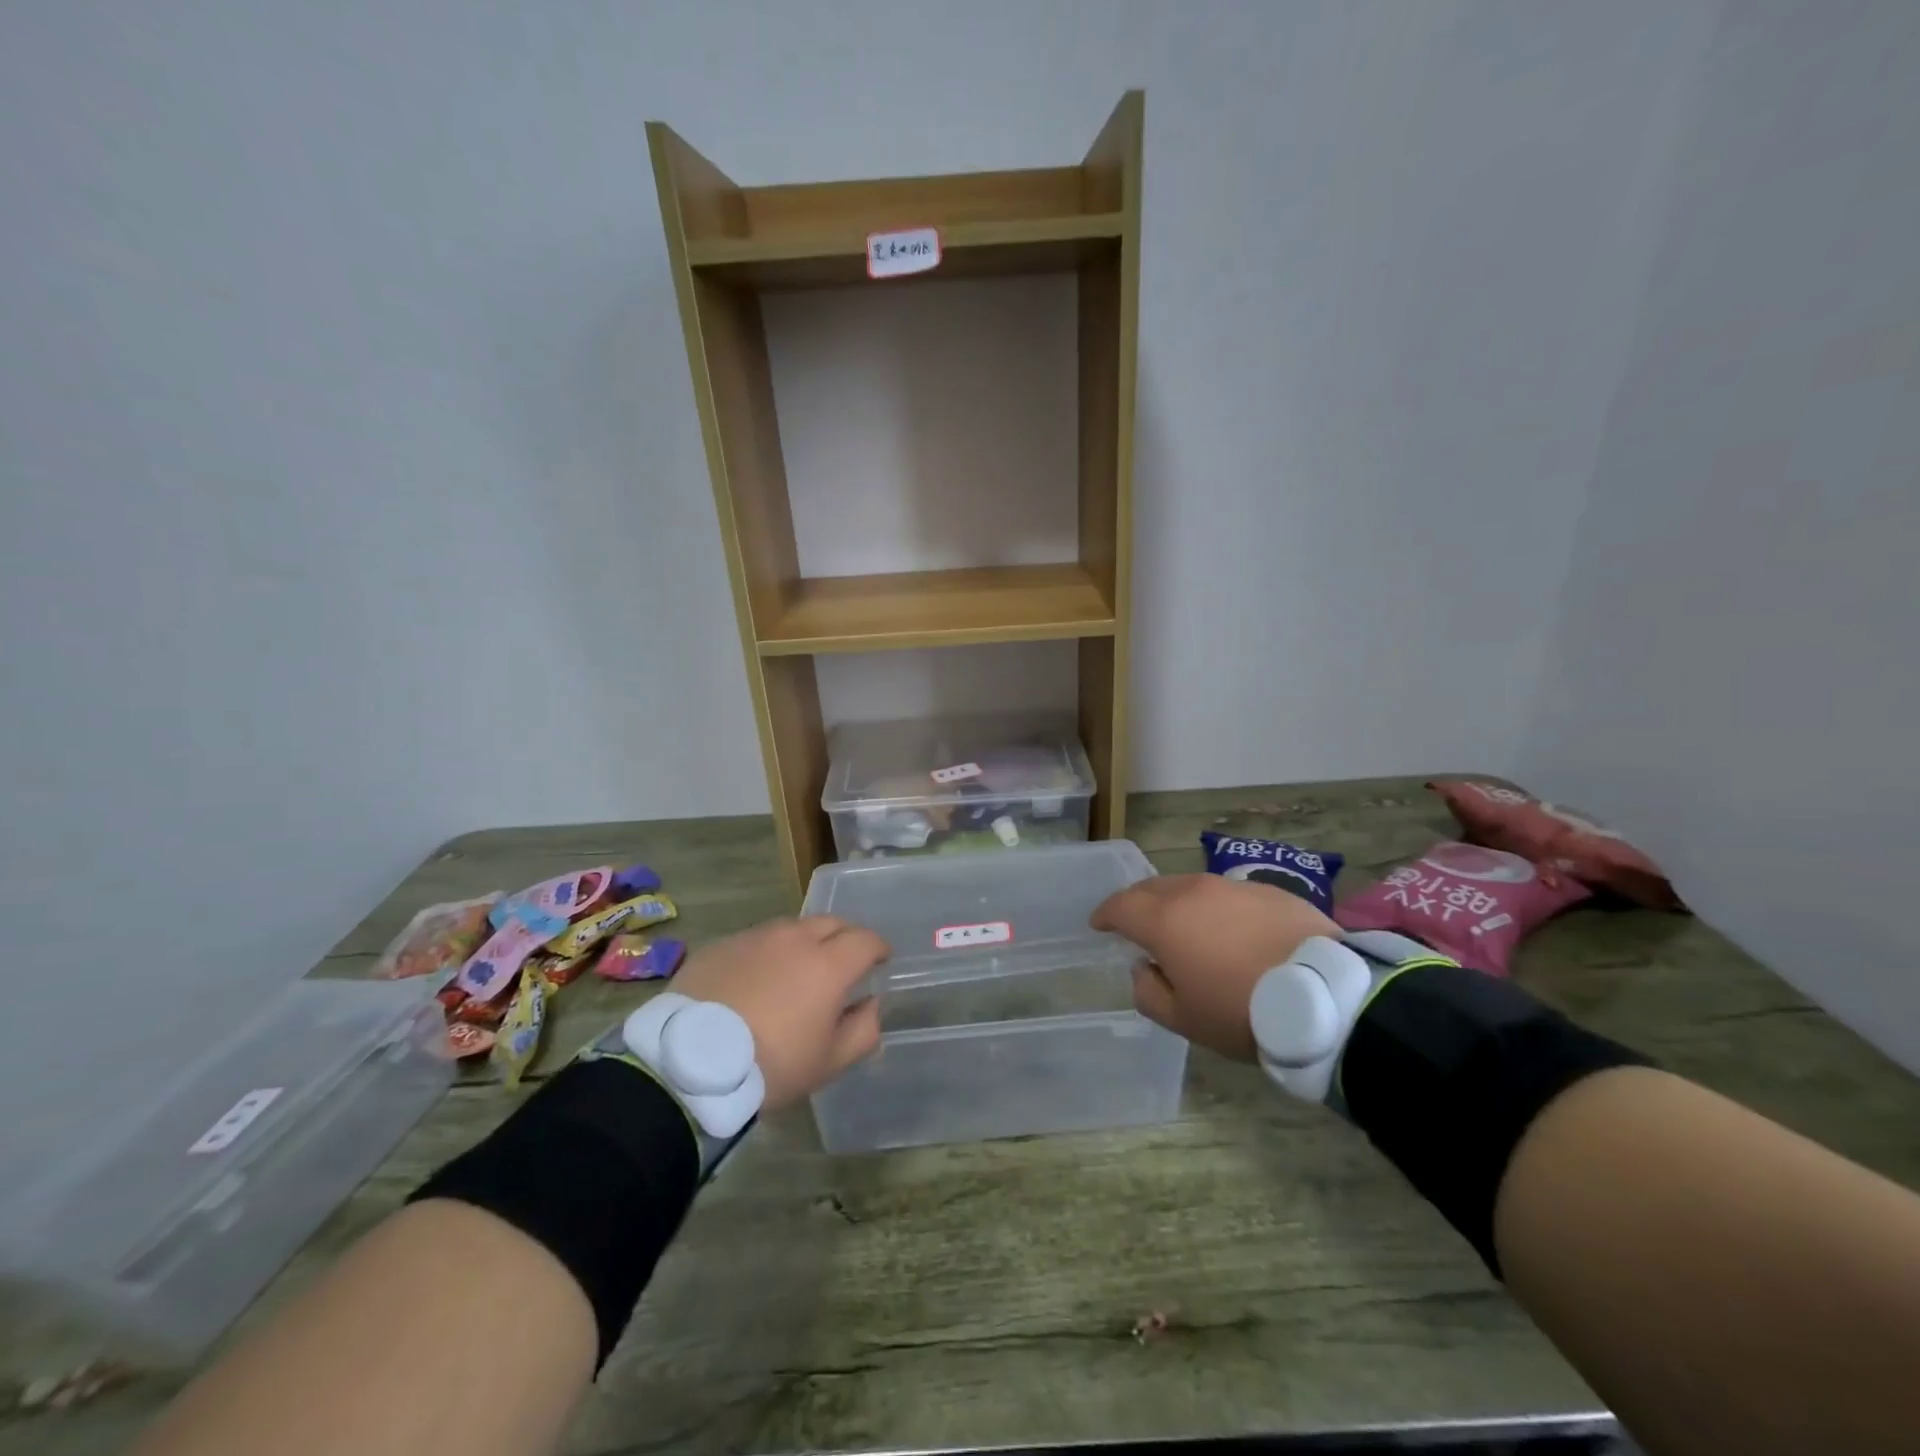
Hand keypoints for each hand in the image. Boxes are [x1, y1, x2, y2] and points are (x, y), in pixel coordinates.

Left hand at [672, 917, 887, 1109]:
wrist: (689, 1065)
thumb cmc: (771, 1067)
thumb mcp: (828, 1062)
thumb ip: (863, 1030)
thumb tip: (871, 1004)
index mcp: (828, 965)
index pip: (866, 940)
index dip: (879, 948)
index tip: (881, 960)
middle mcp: (794, 939)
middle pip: (831, 923)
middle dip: (845, 937)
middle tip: (843, 961)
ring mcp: (754, 938)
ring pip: (791, 928)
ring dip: (804, 942)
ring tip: (797, 969)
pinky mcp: (722, 945)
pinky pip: (755, 940)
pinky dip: (767, 953)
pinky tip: (756, 979)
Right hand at [1090, 875, 1340, 1060]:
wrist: (1326, 995)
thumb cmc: (1243, 1011)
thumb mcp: (1184, 1019)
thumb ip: (1149, 992)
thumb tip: (1144, 968)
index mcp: (1164, 920)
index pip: (1120, 906)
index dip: (1105, 915)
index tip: (1099, 925)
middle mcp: (1193, 892)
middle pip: (1152, 888)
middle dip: (1137, 903)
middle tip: (1136, 923)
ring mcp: (1233, 887)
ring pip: (1191, 887)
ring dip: (1178, 903)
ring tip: (1185, 927)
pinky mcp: (1269, 891)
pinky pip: (1228, 894)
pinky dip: (1217, 908)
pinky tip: (1231, 931)